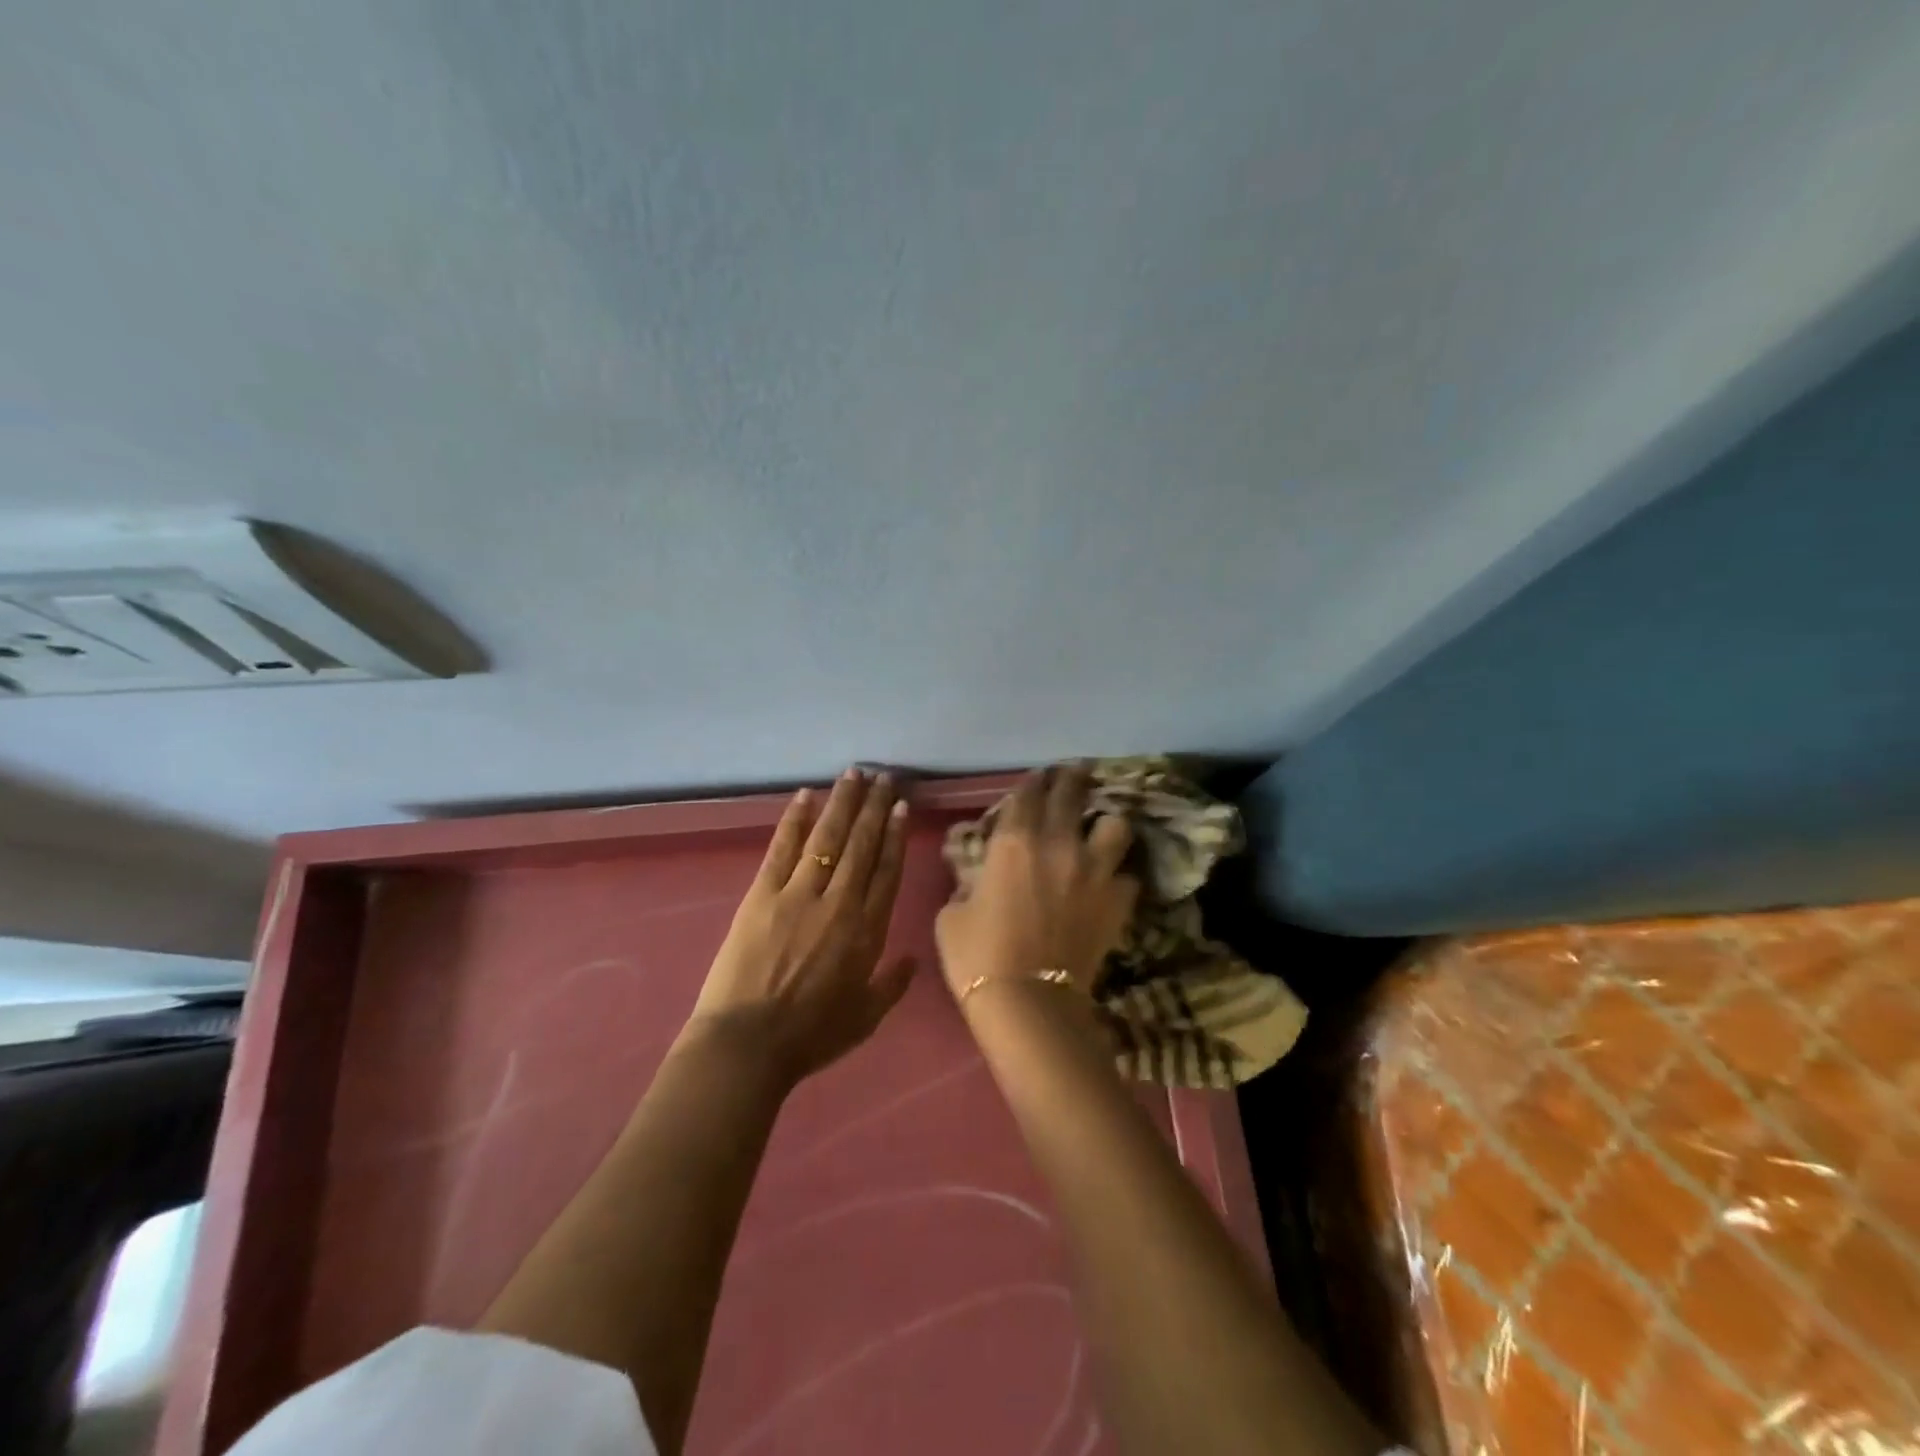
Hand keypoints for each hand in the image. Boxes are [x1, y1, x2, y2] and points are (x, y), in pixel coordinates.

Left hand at [689, 769, 915, 1084]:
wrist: (748, 1044)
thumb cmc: (811, 1036)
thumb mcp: (865, 1019)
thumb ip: (891, 986)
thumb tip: (911, 960)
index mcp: (867, 931)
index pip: (886, 871)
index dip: (895, 835)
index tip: (901, 806)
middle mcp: (839, 902)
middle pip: (862, 845)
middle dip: (874, 808)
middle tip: (884, 777)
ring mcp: (799, 894)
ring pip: (827, 837)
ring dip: (842, 803)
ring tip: (854, 774)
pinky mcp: (762, 894)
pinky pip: (783, 848)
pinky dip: (795, 819)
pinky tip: (805, 795)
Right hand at [935, 764, 1137, 1005]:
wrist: (1028, 1003)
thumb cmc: (978, 956)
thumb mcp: (952, 914)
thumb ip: (968, 882)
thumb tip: (978, 875)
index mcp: (1014, 842)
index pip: (1027, 793)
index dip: (1032, 782)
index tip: (1037, 778)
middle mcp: (1058, 844)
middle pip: (1072, 792)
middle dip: (1071, 778)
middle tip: (1073, 774)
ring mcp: (1095, 870)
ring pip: (1115, 824)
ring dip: (1106, 823)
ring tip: (1100, 830)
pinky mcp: (1118, 901)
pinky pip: (1126, 875)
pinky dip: (1118, 876)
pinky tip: (1109, 884)